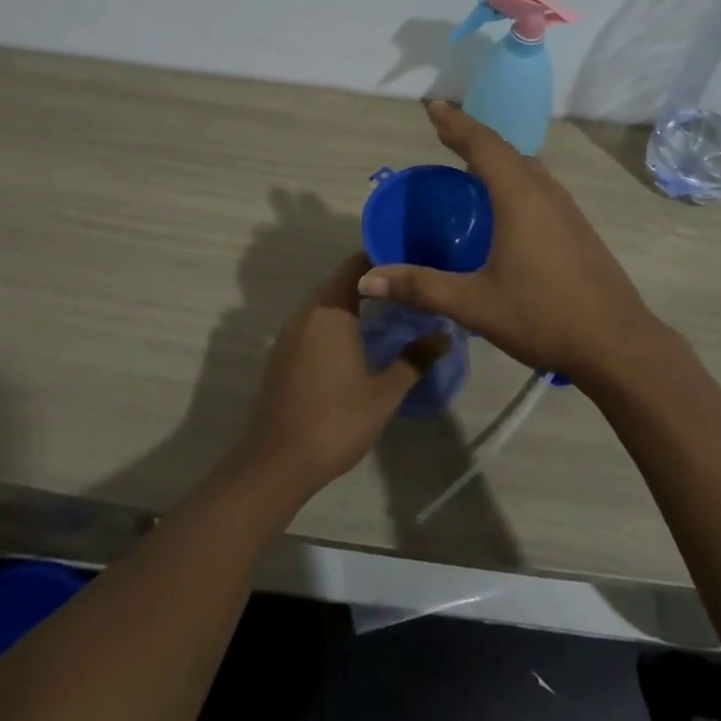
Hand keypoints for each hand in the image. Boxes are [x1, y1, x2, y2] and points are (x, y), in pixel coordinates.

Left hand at [233, 254, 447, 501]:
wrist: (276, 463)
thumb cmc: (335, 422)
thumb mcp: (384, 393)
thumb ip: (415, 359)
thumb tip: (444, 334)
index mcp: (330, 311)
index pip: (356, 265)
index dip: (383, 257)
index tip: (412, 259)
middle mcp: (307, 312)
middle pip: (341, 280)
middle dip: (373, 280)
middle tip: (409, 285)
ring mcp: (290, 333)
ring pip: (326, 301)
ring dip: (354, 300)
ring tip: (391, 308)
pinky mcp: (283, 353)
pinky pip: (314, 321)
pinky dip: (337, 319)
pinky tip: (359, 338)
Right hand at [357, 102, 670, 385]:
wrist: (618, 343)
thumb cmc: (543, 316)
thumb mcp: (474, 304)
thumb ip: (421, 287)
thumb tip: (367, 281)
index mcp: (520, 197)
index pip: (483, 145)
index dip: (456, 123)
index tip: (433, 106)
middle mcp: (545, 192)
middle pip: (505, 149)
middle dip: (471, 135)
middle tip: (442, 131)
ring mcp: (566, 209)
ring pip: (526, 166)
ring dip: (496, 155)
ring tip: (469, 160)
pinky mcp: (577, 227)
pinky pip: (538, 185)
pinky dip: (513, 176)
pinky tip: (506, 202)